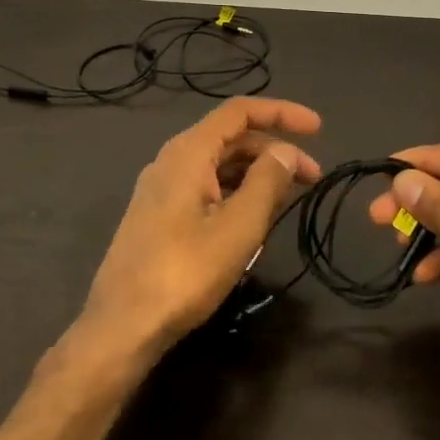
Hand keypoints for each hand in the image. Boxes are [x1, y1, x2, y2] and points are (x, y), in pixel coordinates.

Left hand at [80, 97, 321, 357]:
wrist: (121, 327)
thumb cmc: (184, 272)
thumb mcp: (238, 227)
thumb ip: (267, 182)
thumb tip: (287, 152)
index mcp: (189, 152)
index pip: (240, 111)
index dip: (282, 113)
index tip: (318, 129)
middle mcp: (172, 161)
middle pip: (232, 138)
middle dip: (275, 150)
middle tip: (313, 177)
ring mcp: (162, 189)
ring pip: (219, 165)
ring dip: (257, 173)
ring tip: (289, 199)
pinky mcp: (159, 216)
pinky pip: (206, 188)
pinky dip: (237, 192)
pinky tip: (254, 219)